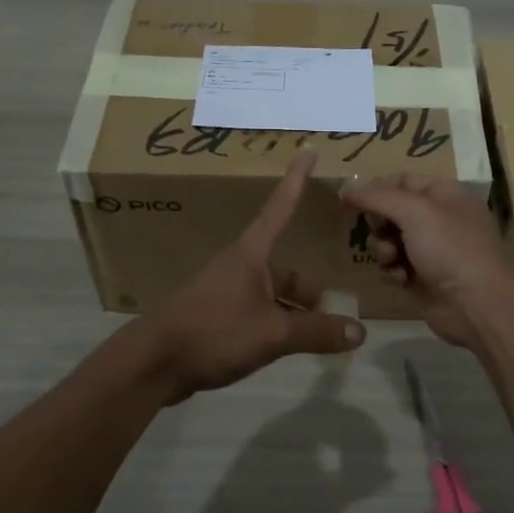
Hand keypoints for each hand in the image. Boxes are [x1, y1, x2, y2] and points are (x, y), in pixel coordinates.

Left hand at [144, 150, 365, 402]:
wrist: (153, 363)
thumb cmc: (214, 333)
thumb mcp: (273, 333)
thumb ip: (317, 332)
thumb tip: (360, 332)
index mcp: (251, 255)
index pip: (281, 207)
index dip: (297, 179)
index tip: (309, 149)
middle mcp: (240, 267)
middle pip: (286, 271)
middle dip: (310, 294)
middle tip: (334, 316)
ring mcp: (227, 292)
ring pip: (273, 296)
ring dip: (294, 314)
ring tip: (317, 341)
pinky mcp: (217, 317)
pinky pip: (258, 313)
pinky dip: (276, 326)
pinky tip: (286, 350)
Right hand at [339, 173, 513, 350]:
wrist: (478, 306)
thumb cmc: (450, 248)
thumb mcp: (414, 212)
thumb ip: (377, 196)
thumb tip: (345, 185)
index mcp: (445, 194)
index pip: (403, 180)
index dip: (377, 187)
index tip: (351, 198)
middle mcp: (439, 219)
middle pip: (393, 211)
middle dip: (379, 222)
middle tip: (378, 230)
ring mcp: (432, 251)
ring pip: (390, 241)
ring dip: (383, 249)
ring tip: (392, 259)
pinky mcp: (423, 279)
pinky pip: (395, 267)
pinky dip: (393, 272)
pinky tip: (400, 279)